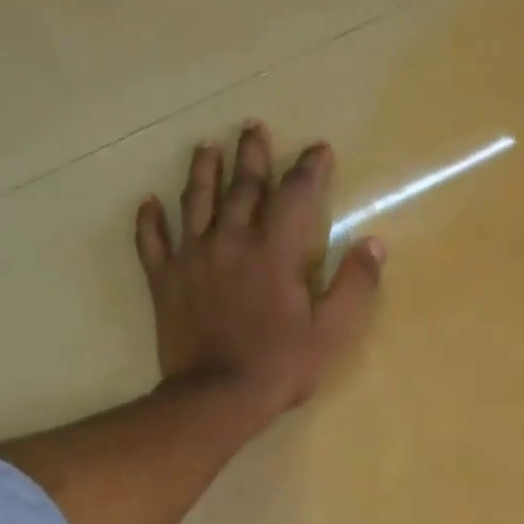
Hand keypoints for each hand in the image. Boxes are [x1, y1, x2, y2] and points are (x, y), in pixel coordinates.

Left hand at [134, 122, 384, 415]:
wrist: (219, 396)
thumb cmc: (282, 364)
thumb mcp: (332, 331)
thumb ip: (355, 285)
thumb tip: (374, 244)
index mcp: (274, 252)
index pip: (294, 196)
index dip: (308, 169)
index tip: (318, 150)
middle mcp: (231, 242)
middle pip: (242, 188)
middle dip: (252, 156)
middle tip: (253, 128)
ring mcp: (192, 258)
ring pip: (195, 202)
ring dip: (203, 172)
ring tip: (206, 148)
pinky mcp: (165, 281)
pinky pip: (152, 242)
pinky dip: (150, 221)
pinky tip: (149, 204)